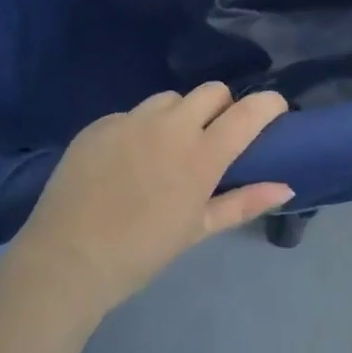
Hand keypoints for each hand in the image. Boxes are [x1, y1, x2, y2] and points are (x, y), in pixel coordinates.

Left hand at [12, 83, 292, 309]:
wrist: (65, 262)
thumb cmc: (141, 252)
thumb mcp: (197, 230)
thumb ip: (243, 202)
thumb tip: (286, 187)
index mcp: (201, 156)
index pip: (248, 112)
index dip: (269, 104)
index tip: (274, 111)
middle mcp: (171, 127)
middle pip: (212, 91)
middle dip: (222, 106)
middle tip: (214, 136)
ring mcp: (131, 121)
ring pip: (171, 98)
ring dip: (180, 115)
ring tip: (167, 147)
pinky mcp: (100, 124)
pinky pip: (132, 114)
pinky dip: (140, 129)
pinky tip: (127, 160)